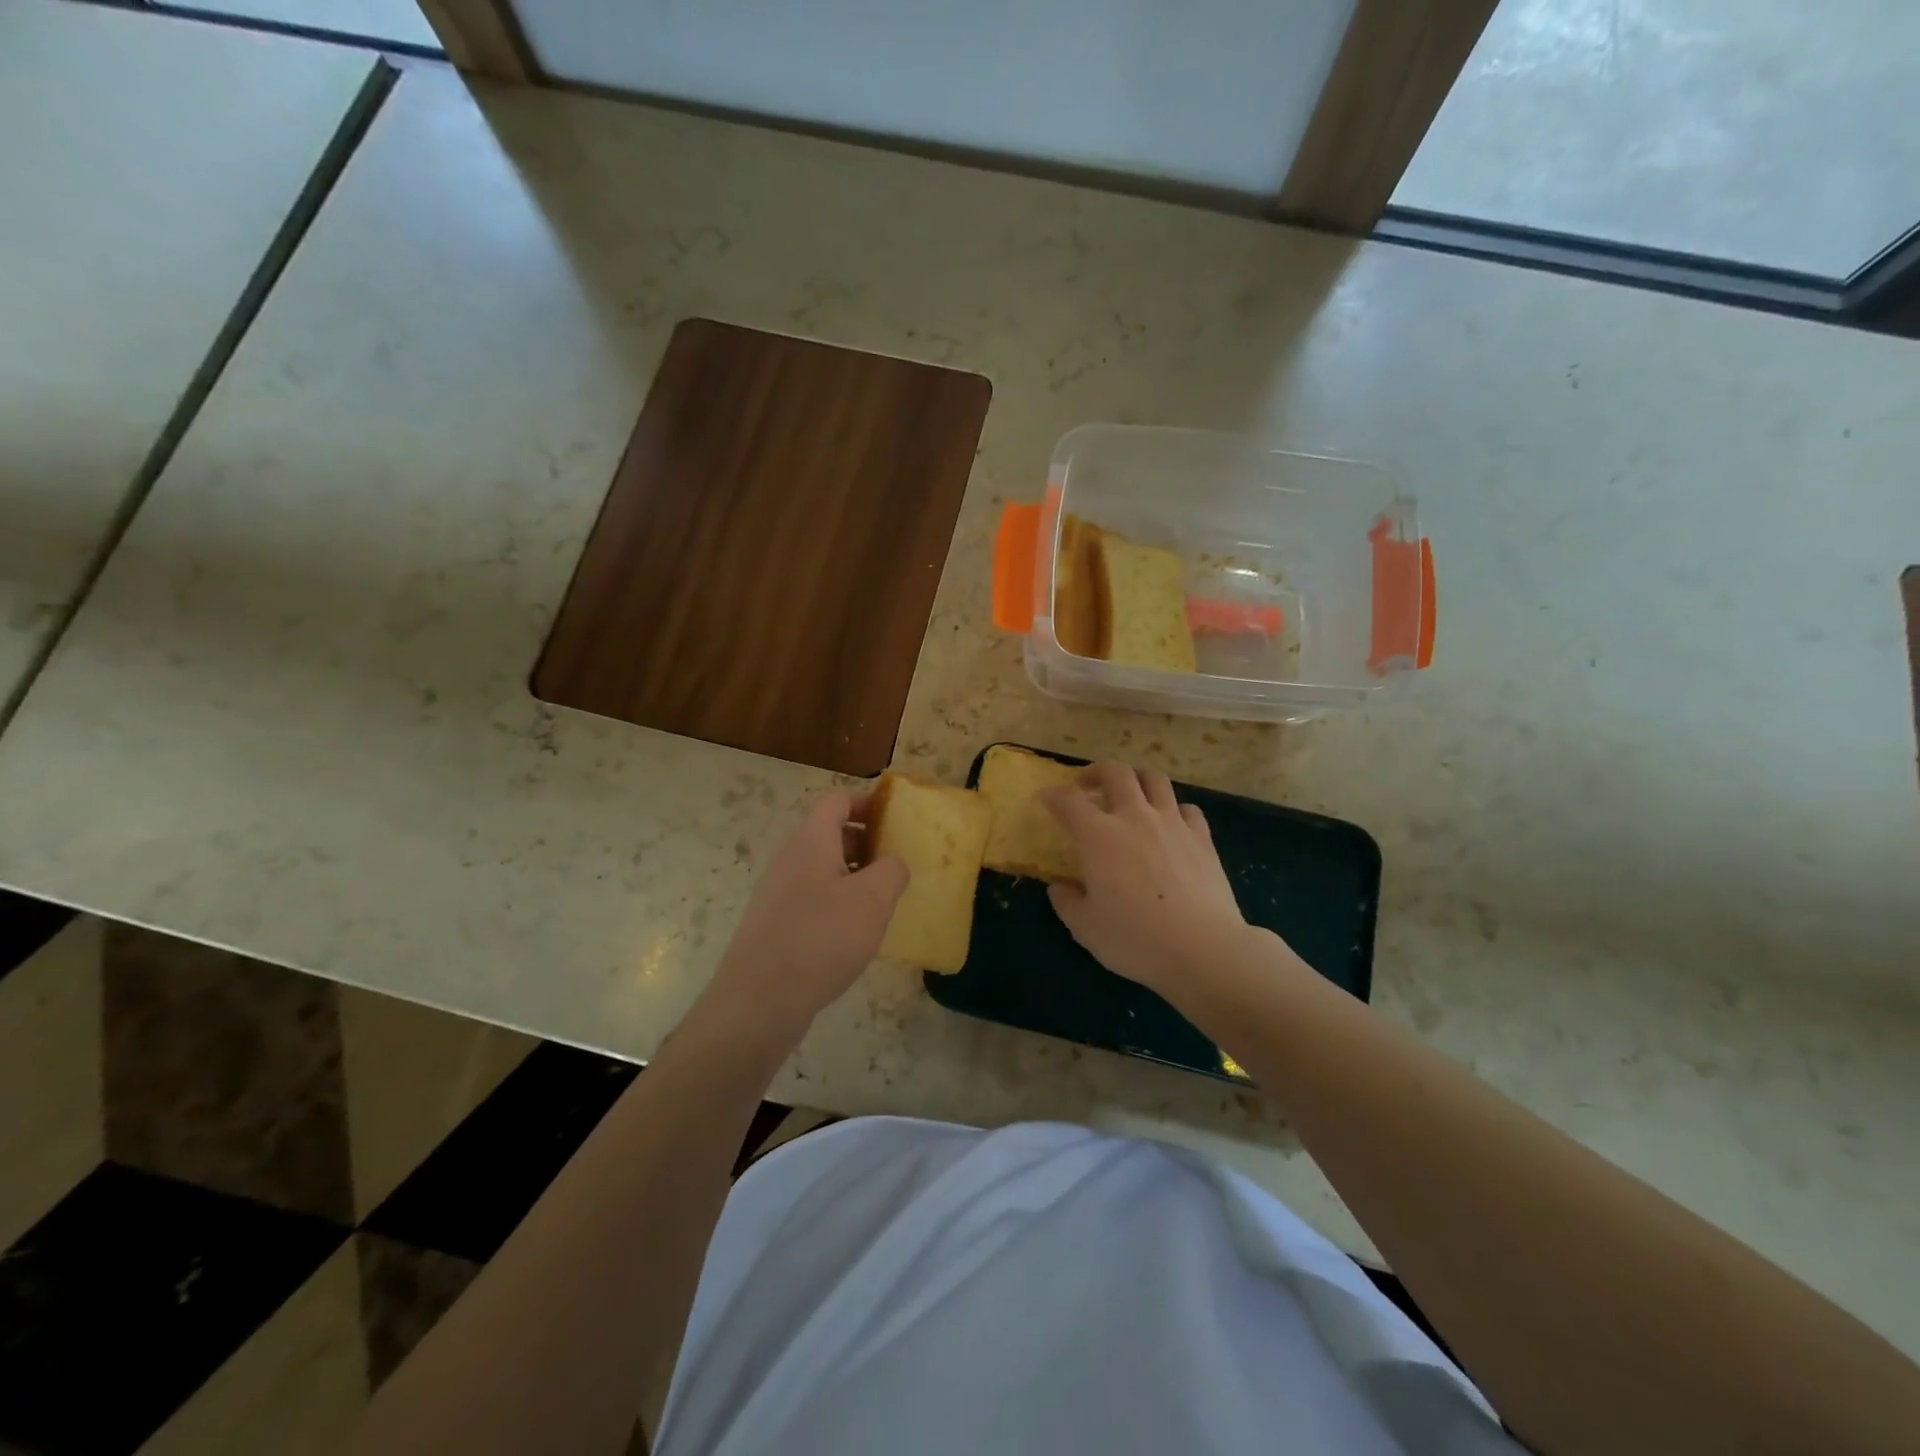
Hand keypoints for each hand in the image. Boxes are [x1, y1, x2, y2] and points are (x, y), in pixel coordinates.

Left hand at [701, 788, 908, 1042]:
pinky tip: (856, 933)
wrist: (758, 1001)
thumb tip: (892, 863)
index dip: (866, 802)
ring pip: (823, 868)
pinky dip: (838, 902)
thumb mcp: (872, 900)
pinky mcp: (776, 924)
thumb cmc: (821, 939)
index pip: (835, 800)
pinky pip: (813, 897)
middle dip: (867, 841)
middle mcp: (790, 859)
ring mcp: (779, 892)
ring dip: (855, 875)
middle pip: (830, 833)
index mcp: (811, 841)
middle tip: (897, 863)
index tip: (896, 820)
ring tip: (883, 900)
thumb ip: (892, 871)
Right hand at [1042, 763, 1254, 1000]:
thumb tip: (1059, 887)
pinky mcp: (1202, 838)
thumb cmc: (1135, 940)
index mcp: (1099, 836)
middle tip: (1087, 786)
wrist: (1203, 949)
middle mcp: (1135, 817)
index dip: (1053, 795)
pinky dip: (1173, 809)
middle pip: (1115, 772)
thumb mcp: (1085, 928)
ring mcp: (1173, 823)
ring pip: (1154, 779)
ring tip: (1130, 795)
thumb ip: (1066, 902)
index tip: (1046, 799)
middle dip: (1096, 772)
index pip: (1068, 800)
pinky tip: (1170, 825)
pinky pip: (1188, 808)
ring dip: (1136, 780)